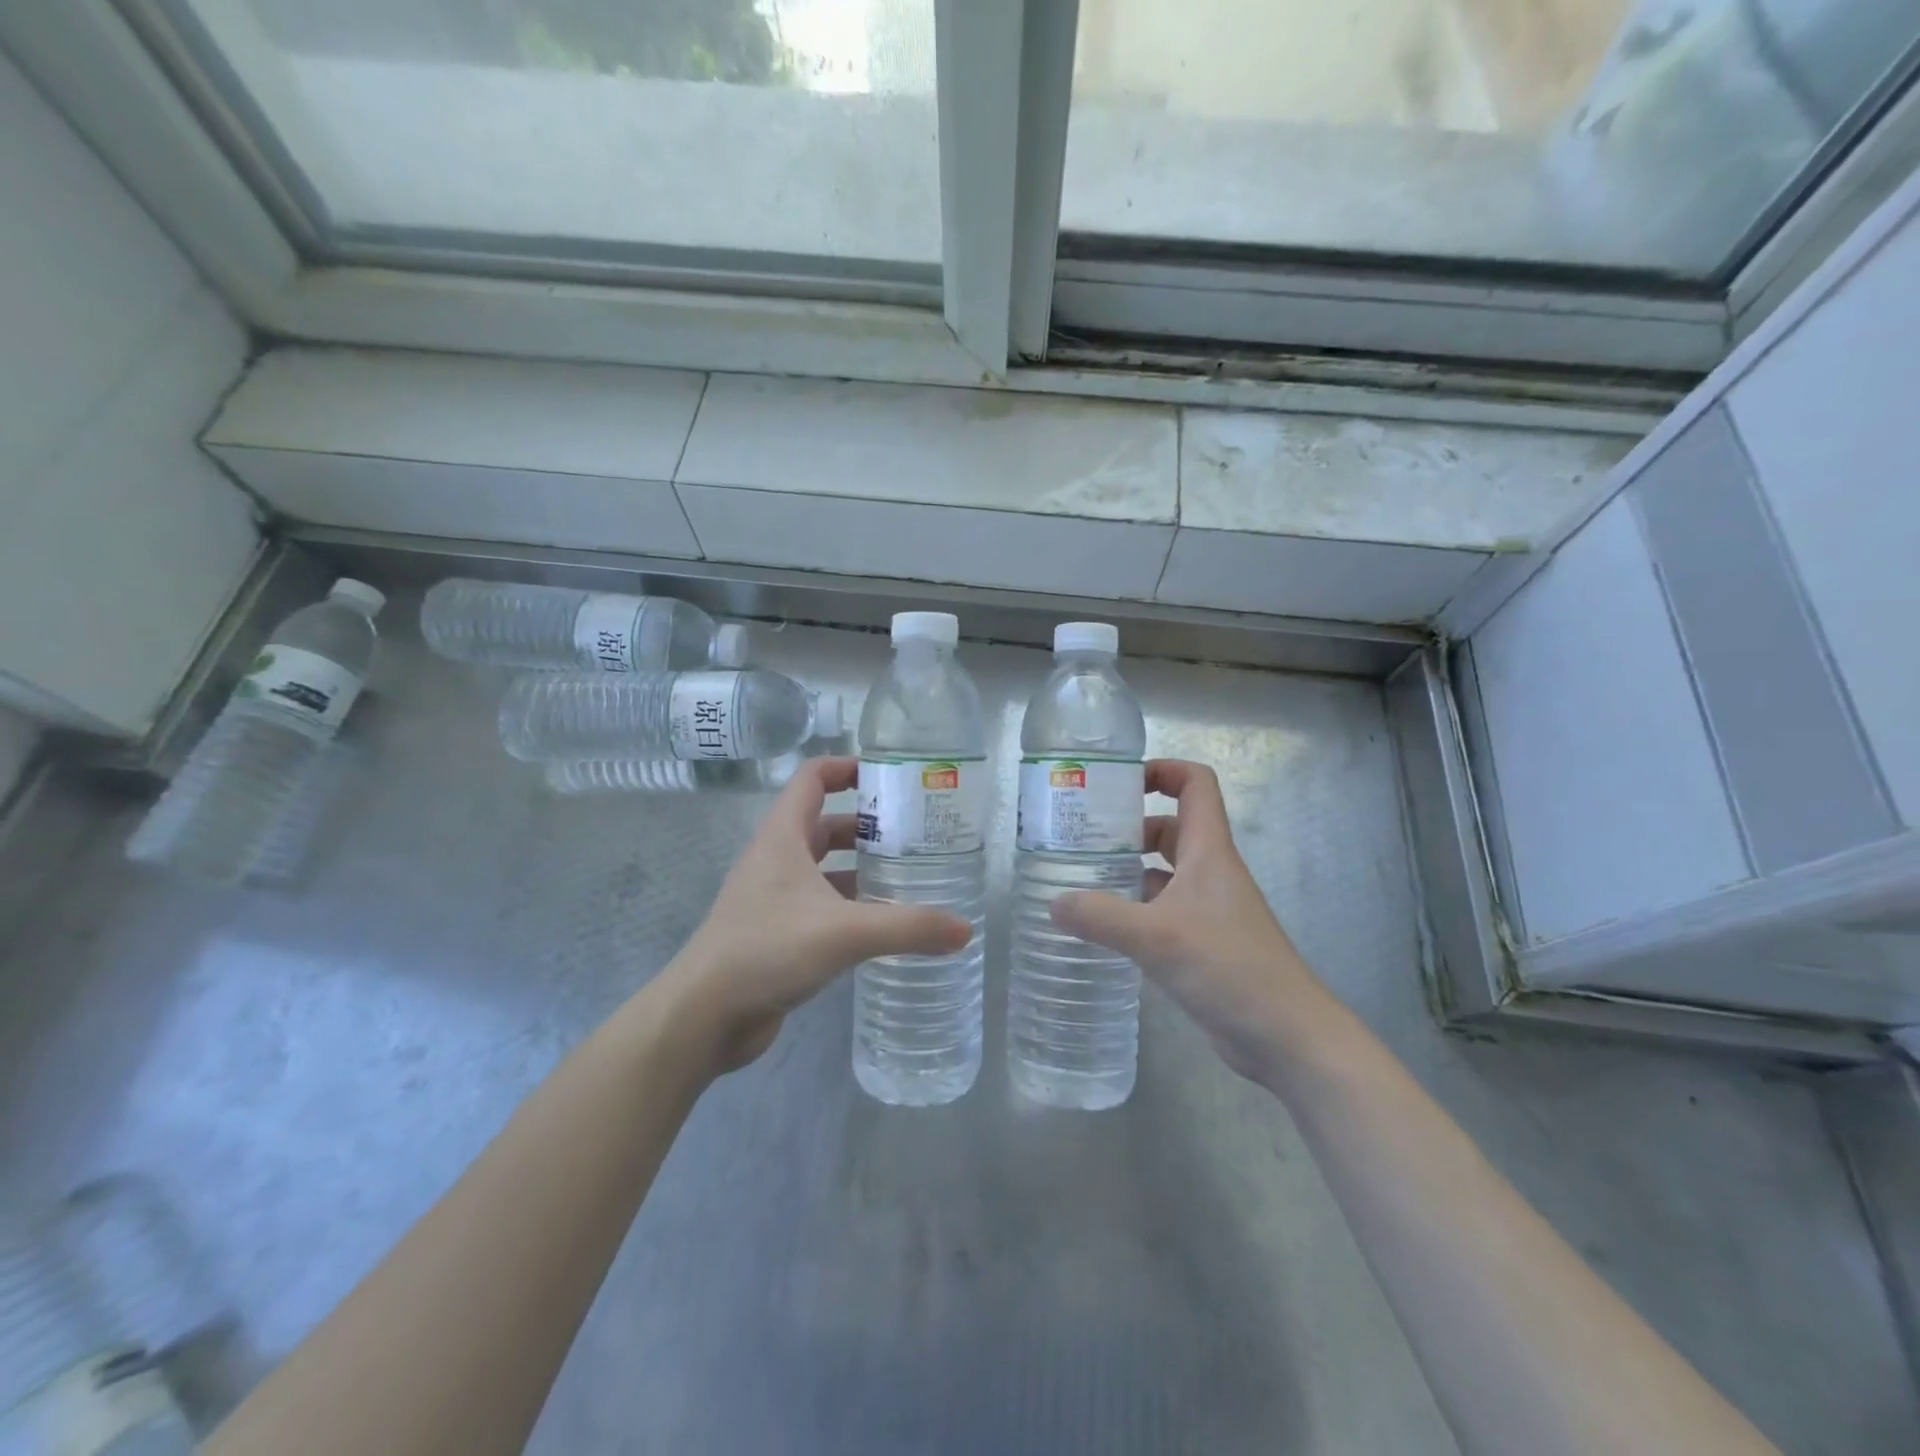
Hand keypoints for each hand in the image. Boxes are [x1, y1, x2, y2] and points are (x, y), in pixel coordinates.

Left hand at [661, 756, 972, 1072]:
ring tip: (909, 875)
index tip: (891, 776)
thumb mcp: (845, 932)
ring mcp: (774, 897)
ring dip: (861, 867)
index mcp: (783, 837)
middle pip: (825, 822)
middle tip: (916, 833)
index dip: (848, 767)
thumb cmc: (767, 950)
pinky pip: (821, 905)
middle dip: (868, 823)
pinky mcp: (777, 932)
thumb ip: (908, 927)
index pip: (813, 778)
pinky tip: (882, 923)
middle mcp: (776, 859)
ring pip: (824, 868)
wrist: (704, 1016)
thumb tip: (965, 930)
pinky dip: (850, 905)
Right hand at [1051, 760, 1332, 1081]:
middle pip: (1169, 828)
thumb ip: (1100, 917)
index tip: (1117, 784)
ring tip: (1080, 882)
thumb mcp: (1156, 937)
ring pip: (1163, 873)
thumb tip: (1054, 903)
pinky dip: (1134, 911)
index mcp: (1208, 851)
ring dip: (1127, 872)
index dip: (1162, 770)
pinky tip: (1103, 928)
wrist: (1286, 1037)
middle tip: (1080, 840)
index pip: (1195, 784)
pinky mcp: (1203, 944)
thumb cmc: (1228, 968)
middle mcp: (1210, 872)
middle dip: (1128, 828)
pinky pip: (1162, 912)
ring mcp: (1208, 910)